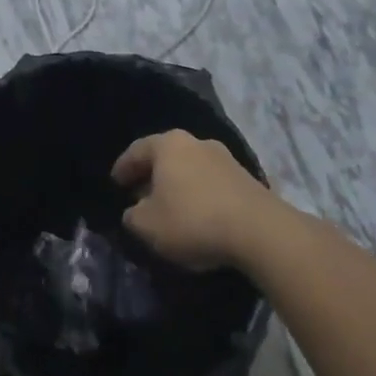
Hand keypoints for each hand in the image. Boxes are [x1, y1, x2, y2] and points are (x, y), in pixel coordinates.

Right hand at [113, 130, 276, 270]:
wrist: (260, 231)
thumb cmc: (193, 220)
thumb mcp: (147, 225)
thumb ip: (132, 217)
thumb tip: (134, 212)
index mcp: (168, 145)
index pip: (137, 150)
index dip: (123, 167)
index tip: (115, 183)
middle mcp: (196, 143)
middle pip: (166, 157)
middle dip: (151, 176)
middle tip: (140, 195)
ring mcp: (225, 159)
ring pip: (190, 169)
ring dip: (178, 186)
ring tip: (170, 208)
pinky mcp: (247, 179)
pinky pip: (212, 184)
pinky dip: (200, 196)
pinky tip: (198, 216)